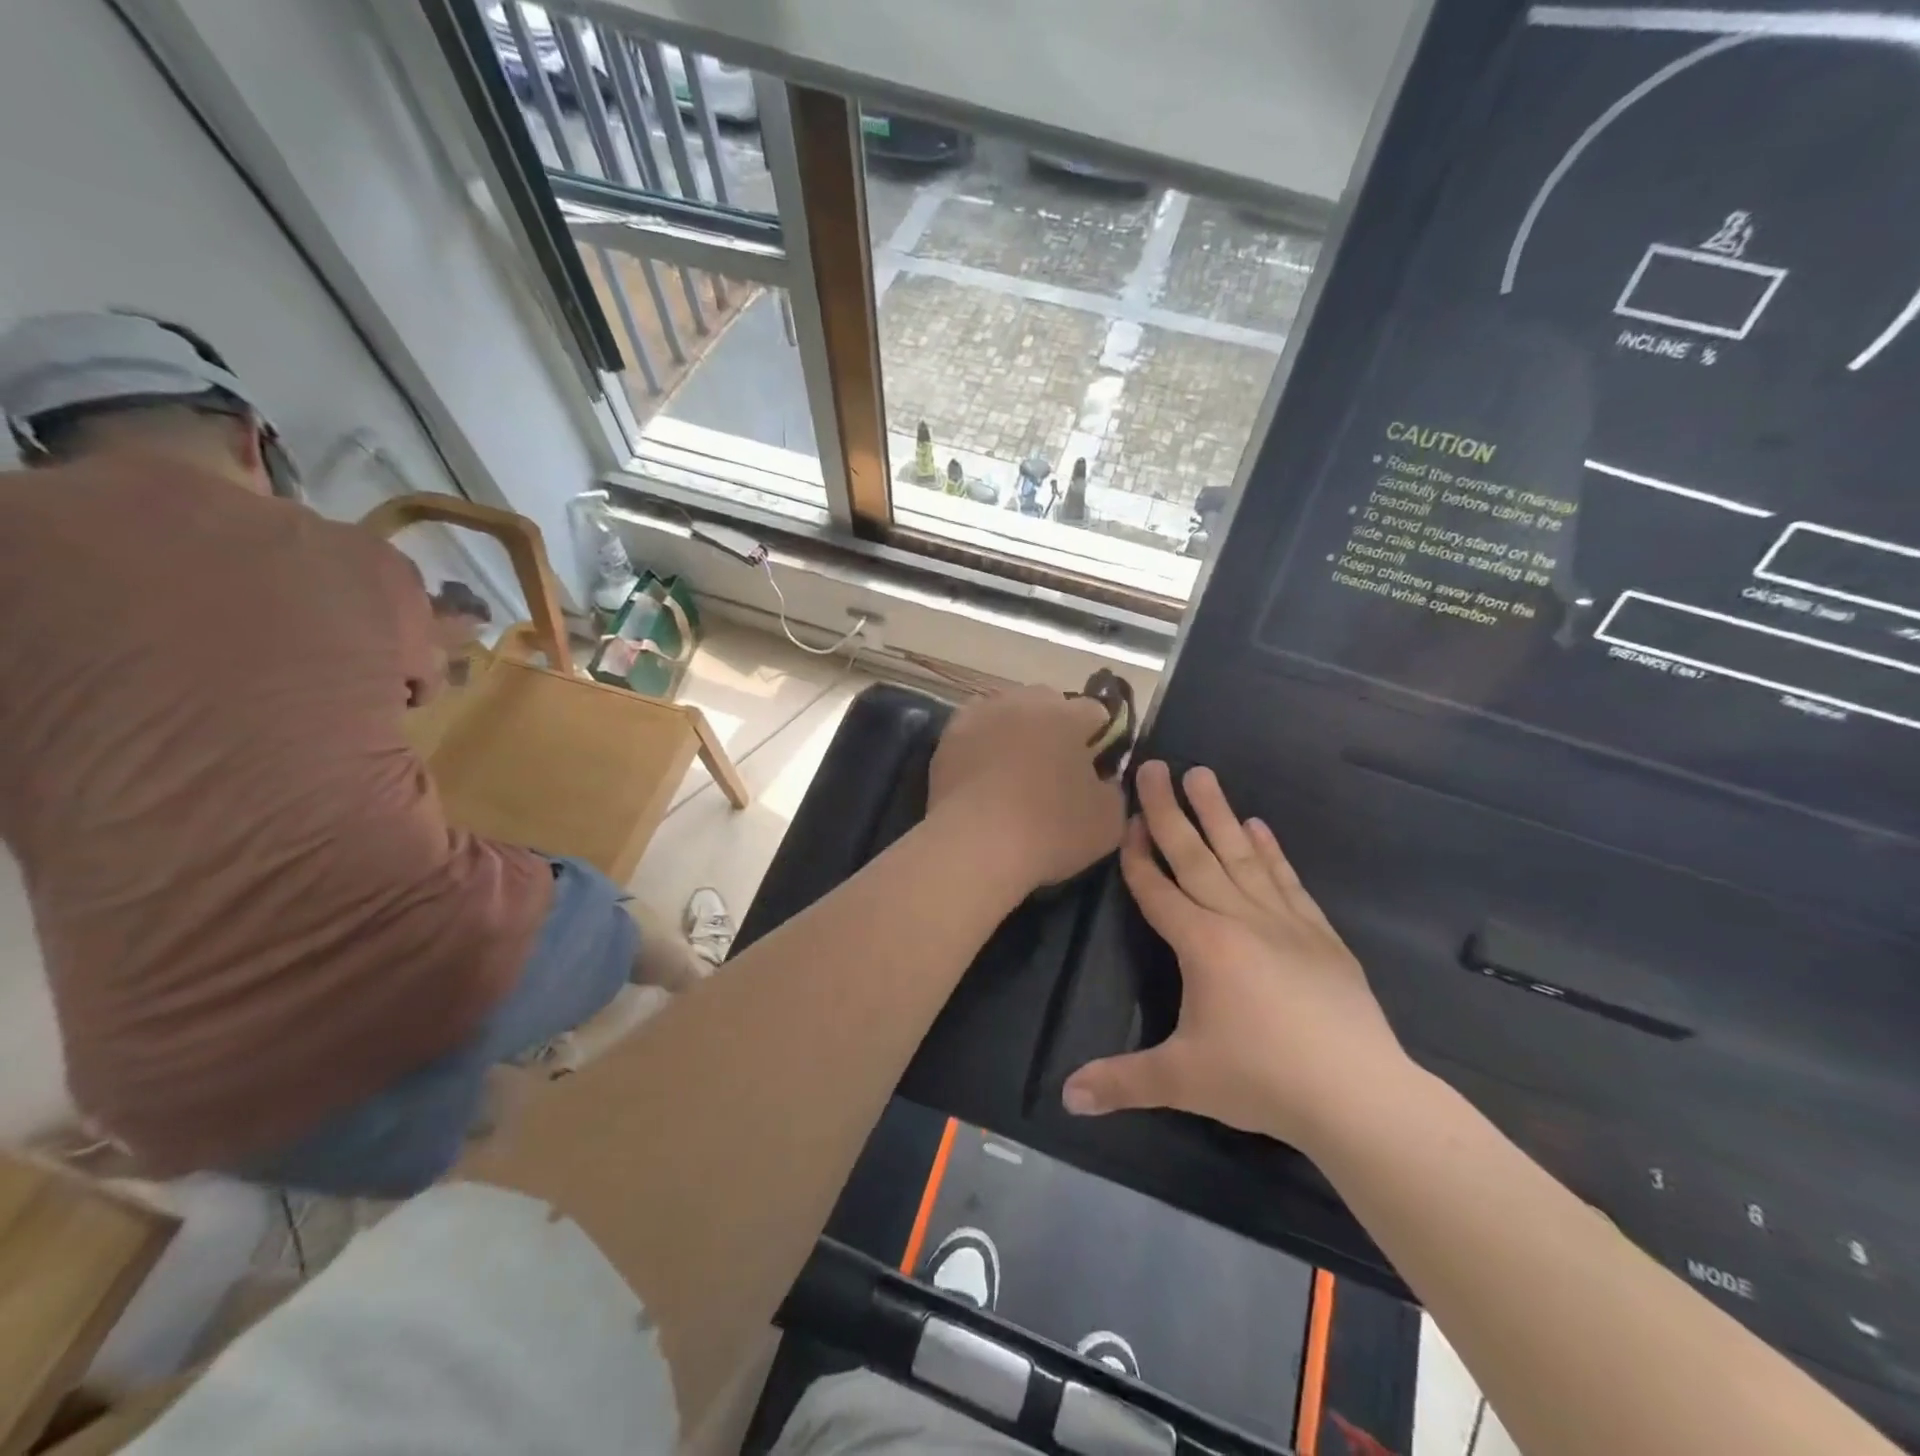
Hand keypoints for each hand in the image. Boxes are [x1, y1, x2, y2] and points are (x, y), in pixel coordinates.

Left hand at [927, 686, 1125, 893]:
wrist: (975, 845)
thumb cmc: (1050, 830)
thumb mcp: (1108, 820)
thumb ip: (1113, 789)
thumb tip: (1103, 779)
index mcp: (1067, 714)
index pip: (1095, 712)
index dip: (1100, 739)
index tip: (1096, 768)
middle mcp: (1023, 702)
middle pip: (1048, 704)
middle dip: (1056, 728)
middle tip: (1055, 769)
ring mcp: (981, 715)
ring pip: (1008, 712)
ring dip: (1017, 731)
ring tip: (1014, 771)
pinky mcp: (949, 736)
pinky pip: (976, 732)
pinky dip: (983, 746)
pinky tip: (984, 777)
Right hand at [1062, 761, 1408, 1148]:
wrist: (1358, 1095)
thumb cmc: (1261, 1079)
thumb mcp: (1181, 1080)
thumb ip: (1120, 1081)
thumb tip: (1063, 1098)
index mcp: (1201, 944)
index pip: (1157, 889)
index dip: (1137, 855)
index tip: (1126, 817)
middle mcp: (1239, 919)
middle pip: (1195, 855)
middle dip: (1169, 810)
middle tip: (1155, 765)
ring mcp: (1283, 922)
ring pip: (1241, 856)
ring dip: (1219, 813)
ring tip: (1204, 774)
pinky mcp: (1319, 934)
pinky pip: (1287, 881)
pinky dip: (1270, 851)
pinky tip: (1259, 827)